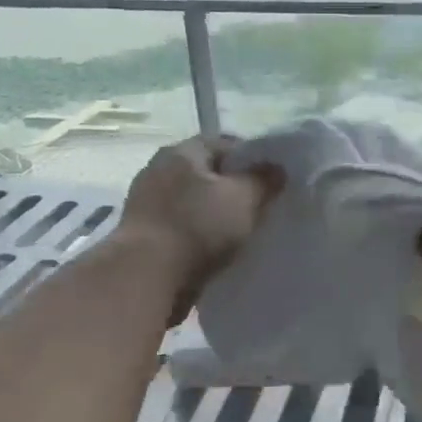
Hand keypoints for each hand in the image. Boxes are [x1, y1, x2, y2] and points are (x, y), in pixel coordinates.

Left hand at [113, 136, 275, 322]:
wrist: (146, 277)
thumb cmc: (198, 227)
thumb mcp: (243, 199)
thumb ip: (264, 180)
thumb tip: (276, 169)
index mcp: (182, 152)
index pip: (225, 144)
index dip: (253, 159)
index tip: (272, 180)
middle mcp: (159, 170)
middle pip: (208, 173)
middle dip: (233, 188)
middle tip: (260, 206)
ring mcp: (147, 203)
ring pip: (194, 202)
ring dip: (215, 214)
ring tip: (242, 232)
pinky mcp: (144, 234)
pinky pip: (182, 227)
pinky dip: (199, 235)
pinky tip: (216, 250)